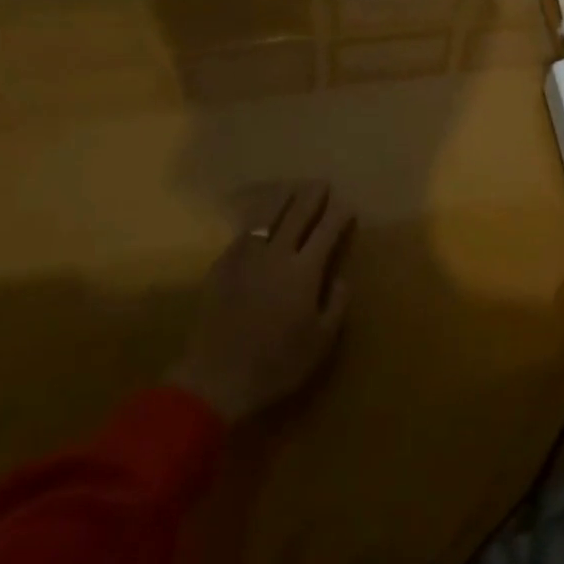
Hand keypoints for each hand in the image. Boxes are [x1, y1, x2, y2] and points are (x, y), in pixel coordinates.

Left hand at [167, 182, 355, 422]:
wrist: (215, 379)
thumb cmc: (276, 364)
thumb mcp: (320, 342)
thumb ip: (335, 305)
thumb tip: (339, 278)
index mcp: (304, 271)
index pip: (326, 232)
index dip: (338, 216)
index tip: (347, 206)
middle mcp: (276, 255)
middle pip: (296, 215)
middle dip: (311, 197)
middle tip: (321, 184)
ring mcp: (246, 258)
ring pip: (266, 217)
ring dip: (282, 199)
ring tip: (291, 189)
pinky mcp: (222, 267)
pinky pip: (242, 234)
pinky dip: (255, 220)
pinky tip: (258, 220)